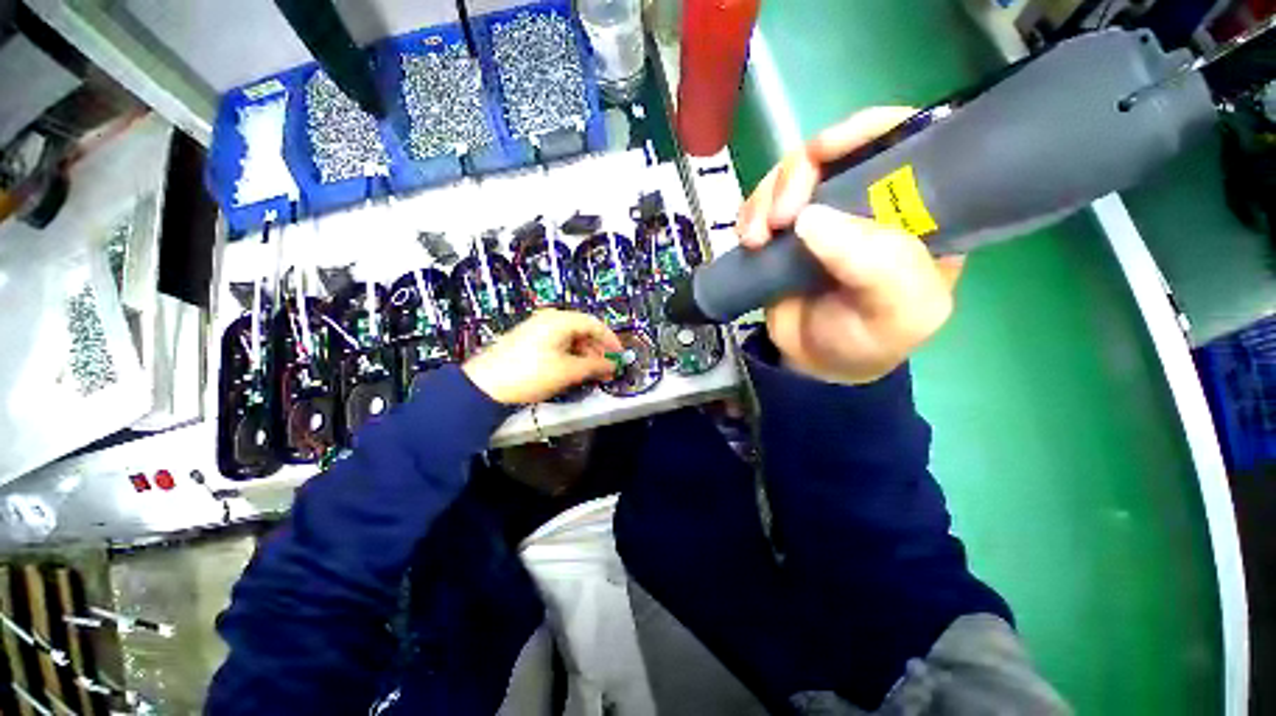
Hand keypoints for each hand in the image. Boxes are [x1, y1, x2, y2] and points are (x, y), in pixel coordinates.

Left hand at [462, 309, 621, 404]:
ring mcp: (537, 329)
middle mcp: (550, 319)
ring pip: (571, 339)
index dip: (611, 341)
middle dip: (598, 351)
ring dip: (585, 355)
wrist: (484, 387)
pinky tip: (574, 371)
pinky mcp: (529, 341)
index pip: (595, 324)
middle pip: (583, 331)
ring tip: (592, 375)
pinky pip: (558, 344)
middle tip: (607, 370)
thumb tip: (613, 365)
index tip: (620, 357)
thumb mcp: (568, 371)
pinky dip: (571, 356)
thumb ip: (595, 366)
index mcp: (560, 319)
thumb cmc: (531, 374)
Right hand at [737, 107, 964, 384]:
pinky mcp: (786, 232)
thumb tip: (812, 218)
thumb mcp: (897, 313)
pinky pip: (763, 202)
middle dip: (799, 173)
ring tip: (755, 238)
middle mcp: (870, 202)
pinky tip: (747, 240)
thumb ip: (877, 266)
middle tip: (780, 217)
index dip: (865, 130)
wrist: (816, 364)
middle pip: (835, 150)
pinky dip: (749, 213)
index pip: (905, 141)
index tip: (824, 153)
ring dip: (766, 197)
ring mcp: (823, 215)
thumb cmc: (868, 341)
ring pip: (792, 173)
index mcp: (918, 211)